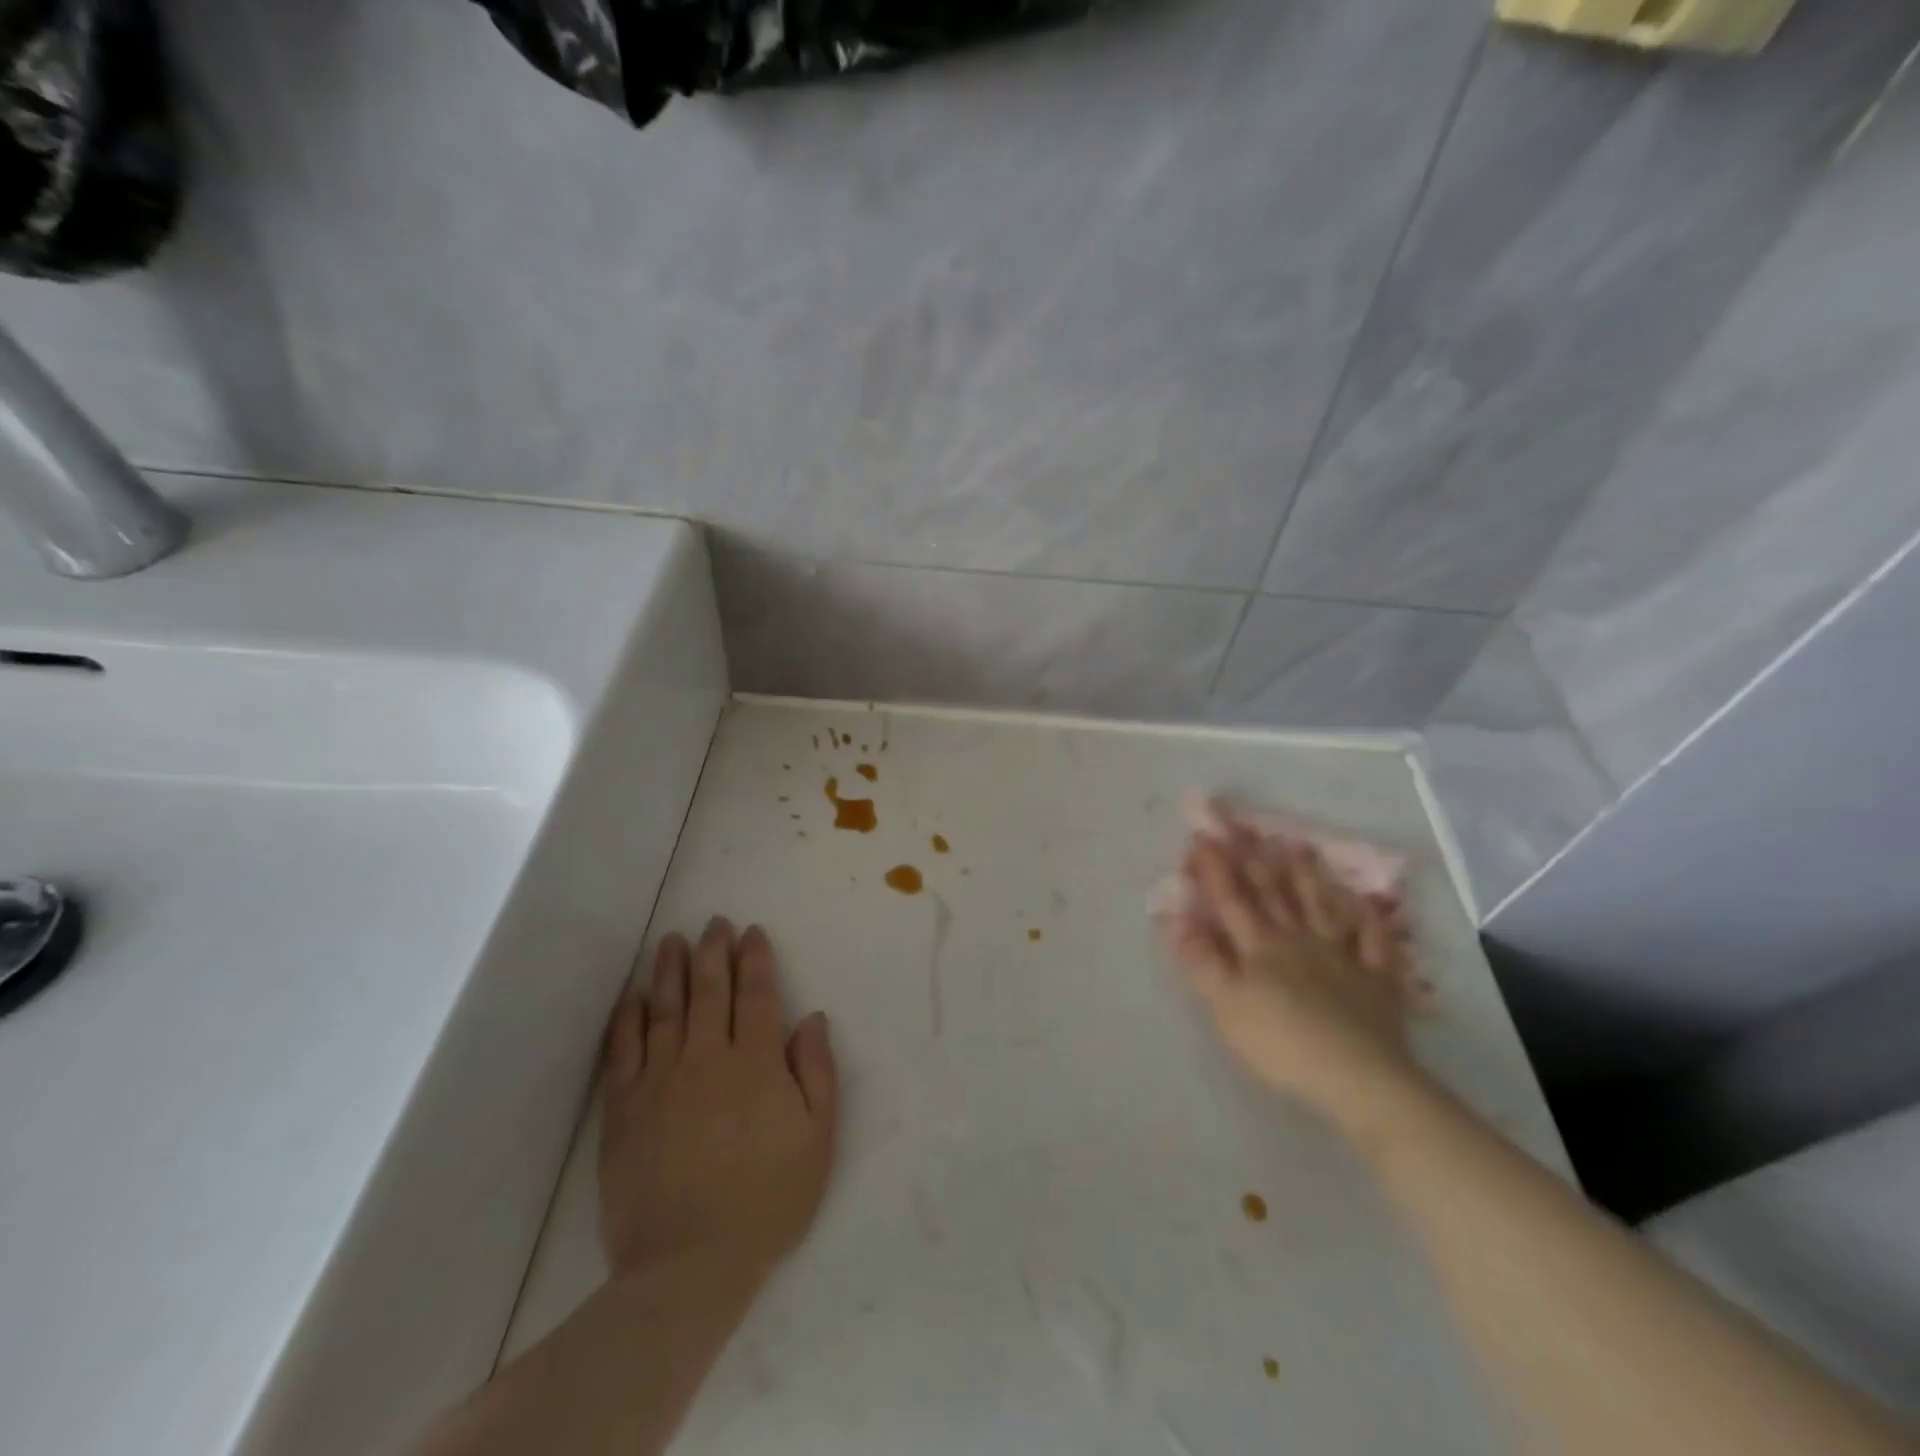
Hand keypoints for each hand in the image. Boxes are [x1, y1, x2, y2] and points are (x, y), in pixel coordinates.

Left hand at [598, 918, 837, 1287]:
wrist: (687, 1267)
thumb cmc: (766, 1202)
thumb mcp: (817, 1140)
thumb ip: (817, 1073)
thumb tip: (812, 1018)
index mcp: (757, 1063)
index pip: (757, 995)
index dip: (755, 959)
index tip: (752, 933)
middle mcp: (708, 1058)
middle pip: (710, 991)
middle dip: (714, 951)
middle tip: (714, 922)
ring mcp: (661, 1080)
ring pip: (666, 1009)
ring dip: (671, 970)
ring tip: (673, 941)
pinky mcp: (623, 1108)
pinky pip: (623, 1049)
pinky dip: (628, 1018)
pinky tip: (634, 997)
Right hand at [1160, 832, 1420, 1117]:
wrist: (1359, 1078)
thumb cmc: (1281, 1044)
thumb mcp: (1225, 1005)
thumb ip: (1200, 960)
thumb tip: (1173, 916)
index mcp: (1259, 948)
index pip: (1231, 900)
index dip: (1215, 868)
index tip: (1202, 836)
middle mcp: (1297, 940)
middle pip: (1273, 894)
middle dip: (1253, 859)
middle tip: (1244, 827)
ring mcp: (1341, 957)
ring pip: (1320, 906)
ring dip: (1306, 875)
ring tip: (1296, 844)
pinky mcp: (1376, 980)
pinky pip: (1374, 942)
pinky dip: (1369, 919)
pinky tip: (1365, 901)